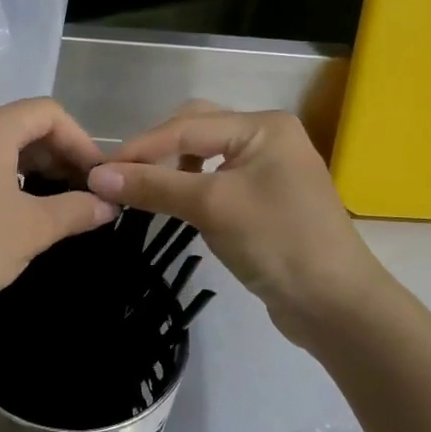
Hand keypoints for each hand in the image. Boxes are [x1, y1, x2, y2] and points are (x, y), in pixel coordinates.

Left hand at [0, 99, 112, 325]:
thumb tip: (107, 204)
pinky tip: (12, 214)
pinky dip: (3, 179)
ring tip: (53, 205)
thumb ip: (76, 211)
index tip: (99, 178)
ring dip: (32, 169)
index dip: (81, 141)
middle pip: (23, 126)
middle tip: (83, 194)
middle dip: (59, 156)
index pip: (49, 113)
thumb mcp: (31, 230)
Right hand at [87, 103, 392, 344]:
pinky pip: (215, 179)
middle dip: (156, 150)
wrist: (335, 305)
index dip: (140, 147)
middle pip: (195, 129)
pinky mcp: (265, 197)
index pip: (186, 126)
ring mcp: (268, 167)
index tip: (98, 169)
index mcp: (263, 126)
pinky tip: (175, 202)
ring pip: (204, 154)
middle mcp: (267, 137)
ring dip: (171, 168)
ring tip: (143, 188)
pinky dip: (189, 186)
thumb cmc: (277, 242)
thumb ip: (153, 186)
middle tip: (121, 177)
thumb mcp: (210, 207)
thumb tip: (96, 175)